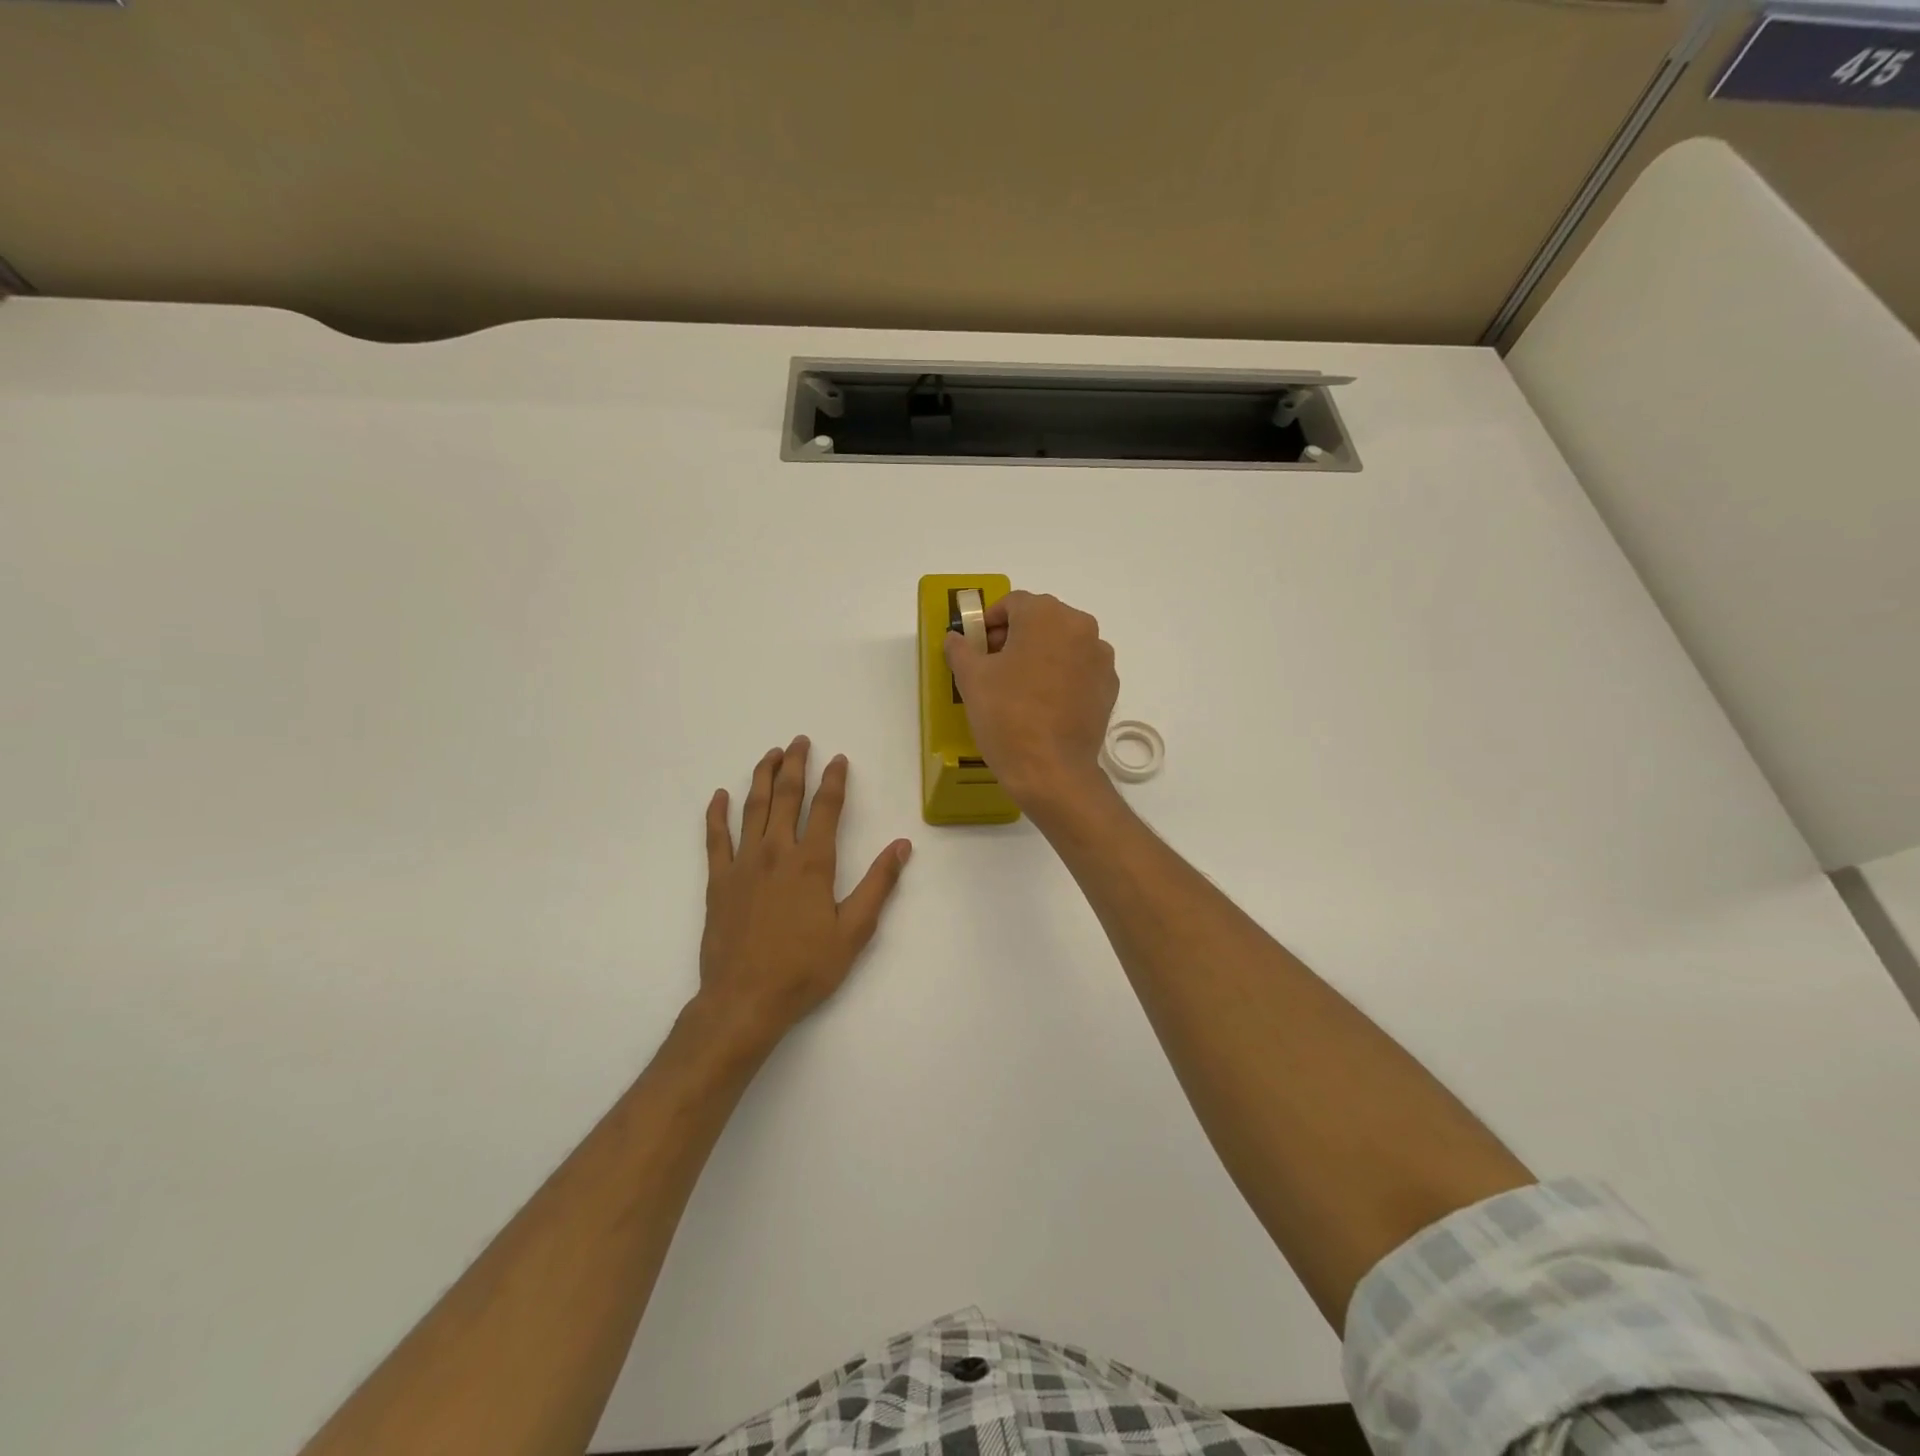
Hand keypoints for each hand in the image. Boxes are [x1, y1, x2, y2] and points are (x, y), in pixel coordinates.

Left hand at [698, 736, 911, 1039]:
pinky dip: (716, 813)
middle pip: (786, 796)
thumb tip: (901, 845)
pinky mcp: (718, 881)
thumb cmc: (805, 968)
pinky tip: (720, 795)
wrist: (744, 999)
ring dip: (762, 777)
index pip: (825, 807)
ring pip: (752, 808)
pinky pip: (715, 838)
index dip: (834, 780)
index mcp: (812, 862)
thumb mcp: (854, 931)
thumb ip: (878, 884)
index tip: (838, 759)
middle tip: (800, 741)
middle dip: (795, 765)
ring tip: (770, 755)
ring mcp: (742, 864)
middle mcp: (776, 852)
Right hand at [943, 591, 1118, 812]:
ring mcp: (1101, 658)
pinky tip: (1044, 703)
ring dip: (1040, 655)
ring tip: (1019, 686)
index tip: (976, 646)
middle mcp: (1081, 627)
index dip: (989, 621)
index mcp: (1046, 615)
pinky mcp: (1109, 687)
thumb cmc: (1007, 715)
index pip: (1013, 603)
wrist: (1051, 770)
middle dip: (1015, 636)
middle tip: (992, 665)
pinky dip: (1061, 676)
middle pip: (1041, 620)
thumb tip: (956, 638)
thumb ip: (961, 649)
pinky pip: (1080, 670)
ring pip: (1063, 644)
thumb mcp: (971, 679)